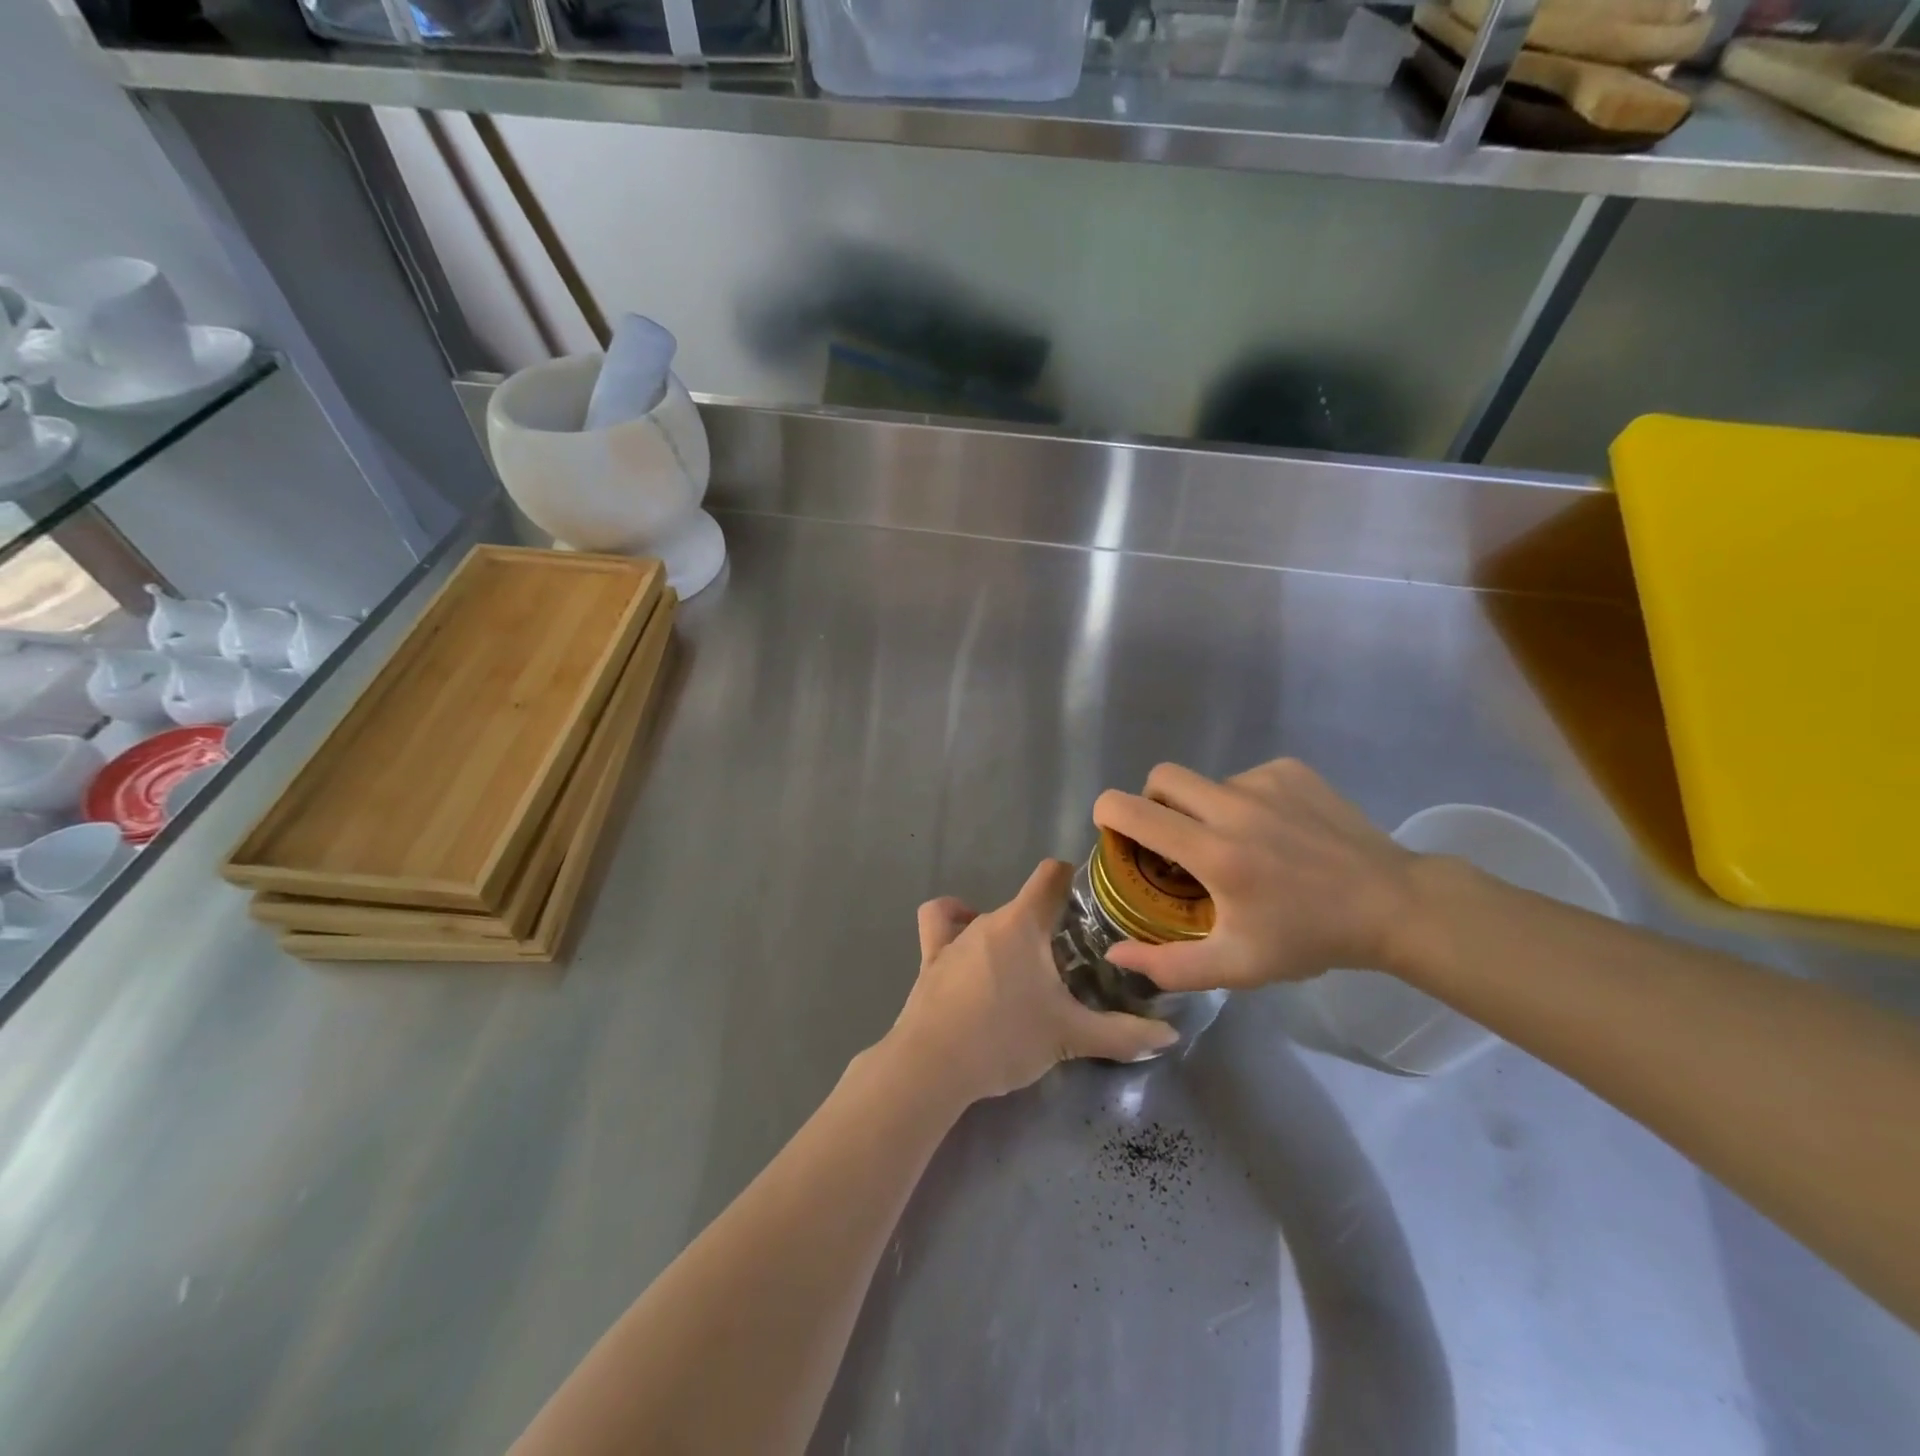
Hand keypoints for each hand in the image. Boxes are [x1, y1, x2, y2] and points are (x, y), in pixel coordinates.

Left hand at [886, 860, 1179, 1102]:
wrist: (933, 1065)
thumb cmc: (1005, 1037)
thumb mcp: (1071, 1037)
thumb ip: (1122, 1035)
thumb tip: (1170, 1034)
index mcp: (1023, 923)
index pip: (1052, 875)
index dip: (1074, 879)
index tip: (1094, 902)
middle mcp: (988, 918)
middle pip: (1025, 904)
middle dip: (1050, 923)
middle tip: (1075, 956)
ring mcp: (954, 936)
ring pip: (987, 915)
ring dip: (1008, 932)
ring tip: (1026, 964)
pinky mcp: (930, 957)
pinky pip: (941, 923)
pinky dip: (954, 922)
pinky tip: (968, 944)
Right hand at [1092, 758, 1419, 991]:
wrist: (1393, 905)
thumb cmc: (1309, 937)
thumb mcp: (1237, 966)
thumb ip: (1168, 965)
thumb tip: (1114, 954)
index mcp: (1215, 853)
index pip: (1134, 811)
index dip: (1108, 813)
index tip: (1112, 831)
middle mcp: (1234, 806)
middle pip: (1162, 777)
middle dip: (1153, 802)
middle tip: (1172, 838)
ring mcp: (1265, 782)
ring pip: (1207, 783)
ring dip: (1205, 809)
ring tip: (1240, 844)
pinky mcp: (1291, 771)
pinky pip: (1244, 779)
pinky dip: (1244, 802)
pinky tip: (1275, 832)